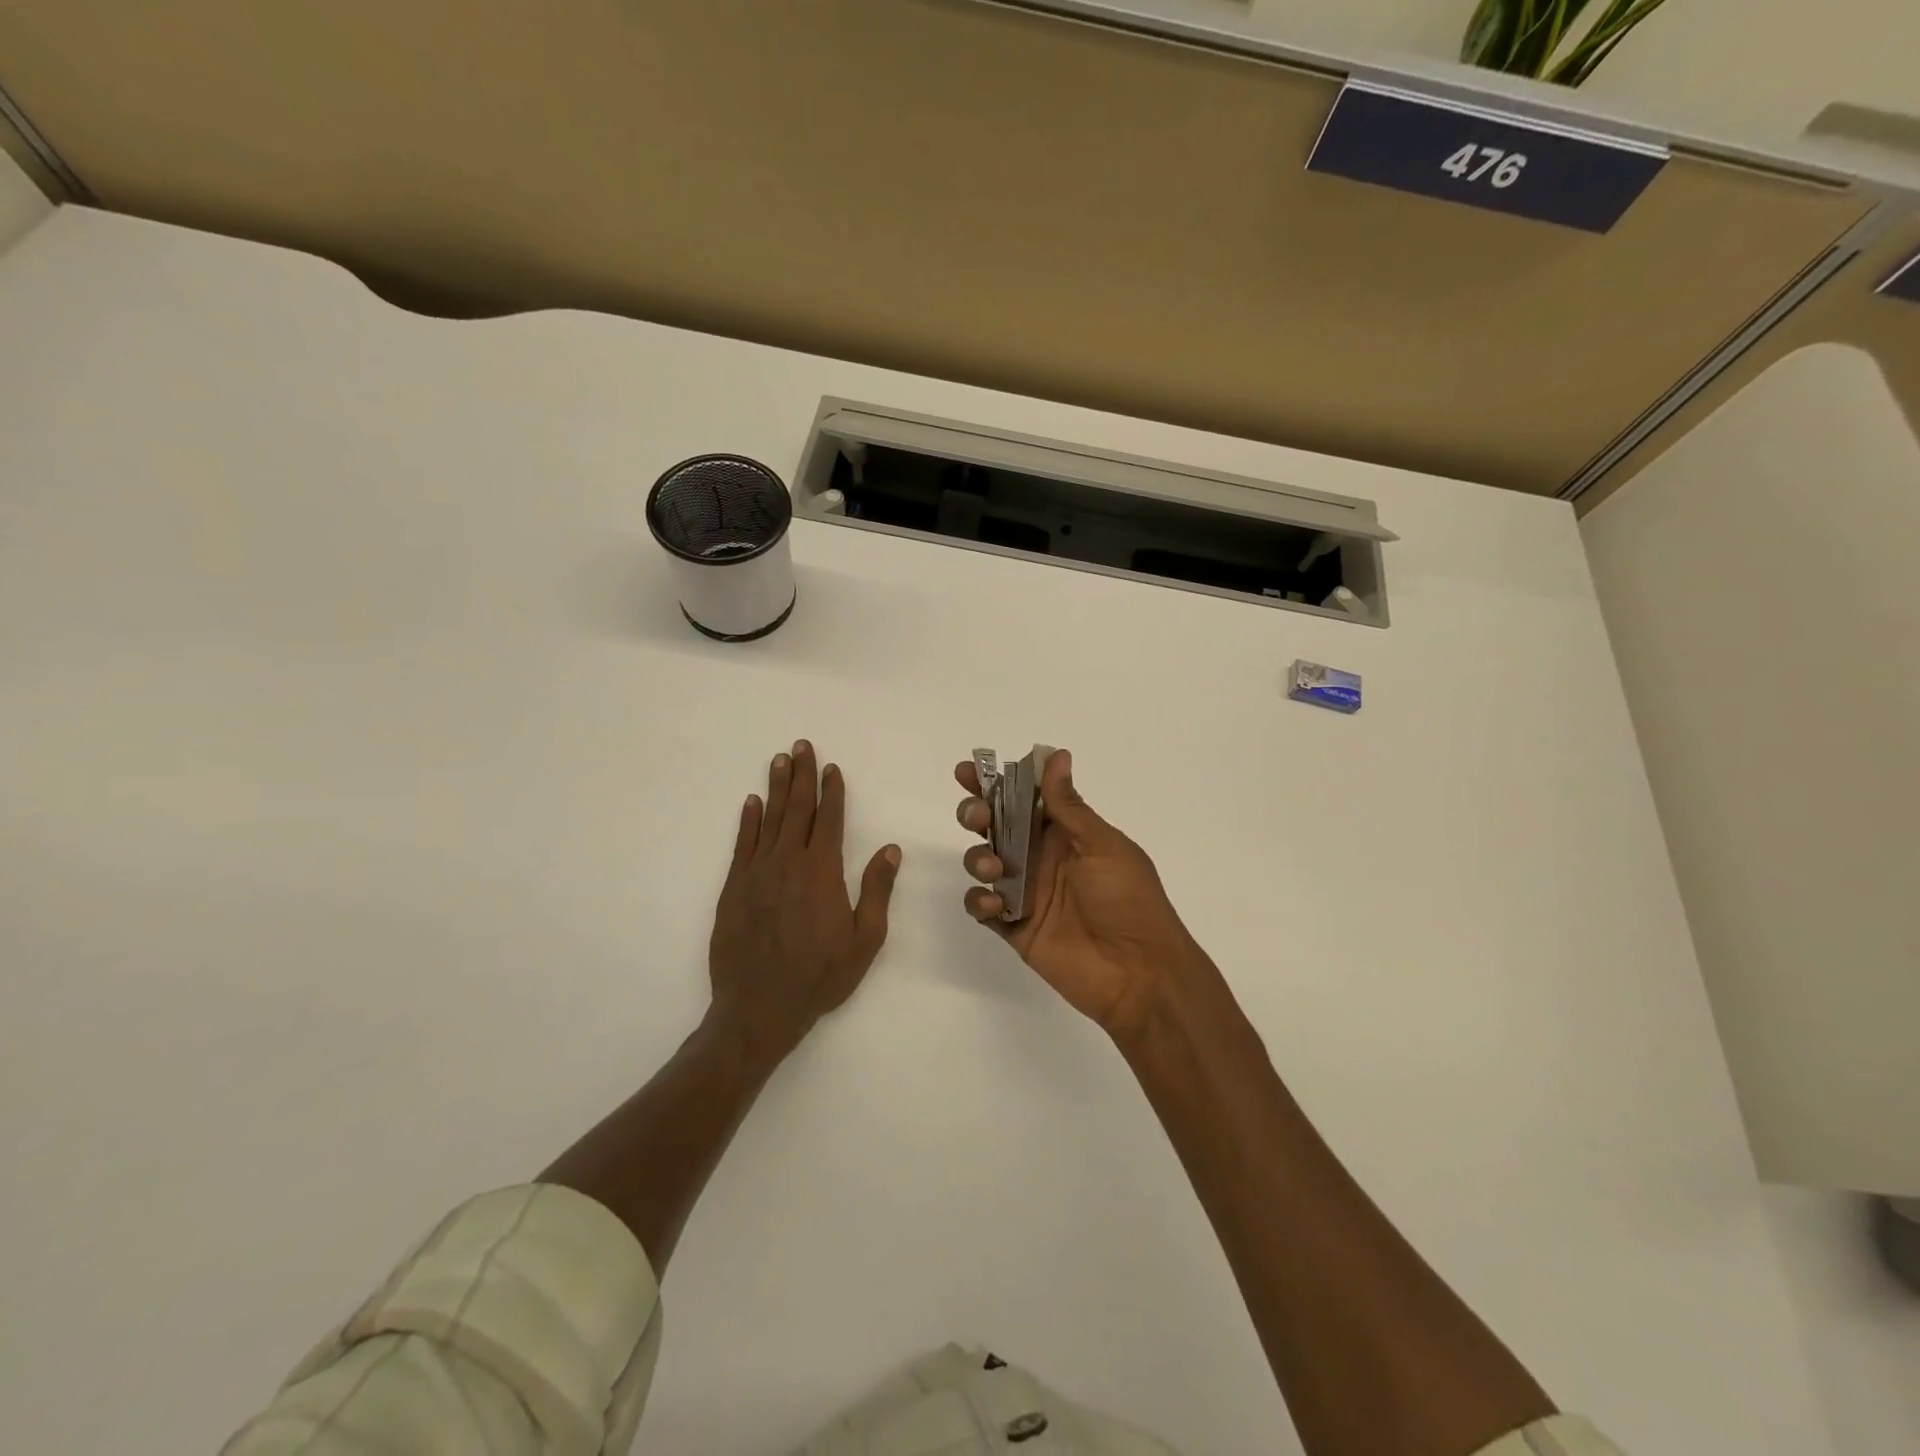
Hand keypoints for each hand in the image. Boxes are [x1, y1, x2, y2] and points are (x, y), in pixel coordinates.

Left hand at [709, 740, 900, 1063]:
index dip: (832, 791)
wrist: (758, 1008)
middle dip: (802, 775)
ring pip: (769, 819)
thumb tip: (890, 848)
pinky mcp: (733, 888)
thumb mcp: (864, 940)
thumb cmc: (819, 977)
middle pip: (796, 809)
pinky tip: (752, 802)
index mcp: (822, 872)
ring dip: (776, 788)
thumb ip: (876, 890)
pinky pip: (742, 844)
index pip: (828, 819)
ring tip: (780, 760)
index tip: (832, 767)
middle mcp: (787, 862)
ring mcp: (756, 873)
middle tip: (802, 745)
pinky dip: (748, 820)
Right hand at [955, 749, 1204, 1040]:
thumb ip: (1069, 806)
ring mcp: (1026, 891)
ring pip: (983, 861)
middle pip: (996, 825)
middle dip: (977, 814)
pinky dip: (979, 900)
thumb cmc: (1128, 900)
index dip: (995, 782)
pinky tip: (993, 904)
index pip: (1025, 797)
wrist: (1138, 972)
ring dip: (977, 856)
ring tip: (994, 868)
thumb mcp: (1102, 846)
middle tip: (978, 817)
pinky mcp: (1014, 926)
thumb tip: (1056, 755)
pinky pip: (982, 906)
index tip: (967, 770)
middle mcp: (1041, 856)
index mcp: (1065, 833)